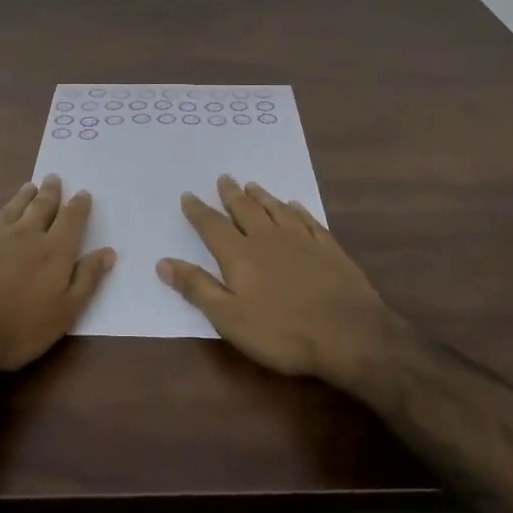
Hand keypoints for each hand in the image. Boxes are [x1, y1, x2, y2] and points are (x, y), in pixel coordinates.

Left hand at [0, 175, 114, 376]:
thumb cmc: (17, 329)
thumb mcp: (64, 313)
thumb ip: (87, 279)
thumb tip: (108, 252)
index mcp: (54, 251)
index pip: (71, 220)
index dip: (79, 206)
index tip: (83, 193)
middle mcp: (25, 234)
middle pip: (41, 207)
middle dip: (50, 192)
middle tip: (54, 178)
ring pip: (12, 208)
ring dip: (22, 197)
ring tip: (29, 186)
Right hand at [158, 175, 403, 387]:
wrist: (349, 334)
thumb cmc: (281, 332)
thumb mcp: (228, 318)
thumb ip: (197, 287)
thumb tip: (163, 262)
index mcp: (240, 255)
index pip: (213, 226)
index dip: (198, 211)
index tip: (188, 195)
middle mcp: (268, 239)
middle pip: (245, 211)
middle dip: (231, 195)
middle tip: (224, 178)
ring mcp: (301, 241)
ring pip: (276, 210)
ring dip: (262, 197)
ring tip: (252, 185)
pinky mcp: (328, 249)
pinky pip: (308, 220)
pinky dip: (297, 210)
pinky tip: (294, 205)